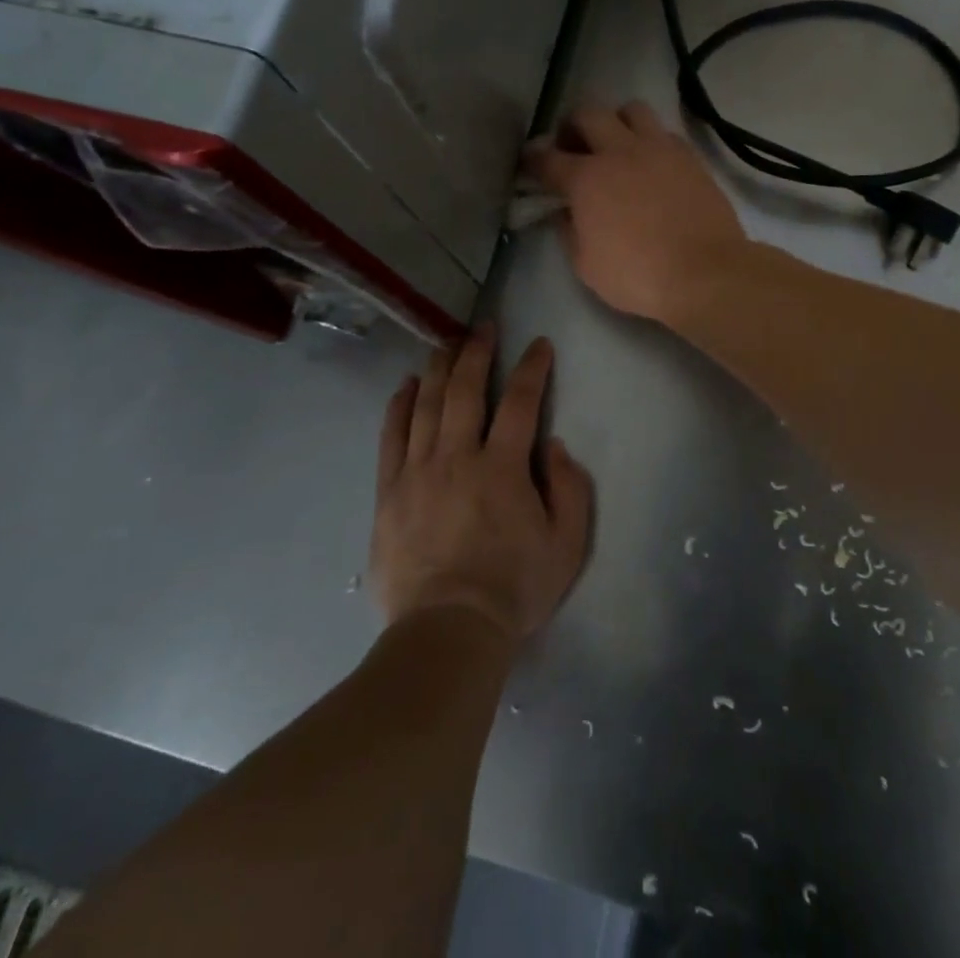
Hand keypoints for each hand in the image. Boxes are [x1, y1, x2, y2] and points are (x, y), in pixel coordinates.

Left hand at [371, 327, 592, 641]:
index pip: (522, 401)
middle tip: (483, 327)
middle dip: (477, 352)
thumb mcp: (567, 545)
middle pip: (466, 390)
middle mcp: (458, 456)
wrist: (447, 631)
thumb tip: (552, 446)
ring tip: (446, 343)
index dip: (533, 368)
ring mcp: (418, 471)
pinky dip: (399, 406)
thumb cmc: (514, 589)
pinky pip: (392, 437)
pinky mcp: (390, 492)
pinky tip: (406, 385)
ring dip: (439, 369)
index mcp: (504, 467)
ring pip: (427, 405)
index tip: (539, 345)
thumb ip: (570, 489)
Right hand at [525, 101, 747, 323]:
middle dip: (572, 126)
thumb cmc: (638, 275)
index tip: (530, 163)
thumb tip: (565, 212)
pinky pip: (664, 132)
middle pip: (587, 113)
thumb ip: (569, 231)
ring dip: (616, 122)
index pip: (547, 158)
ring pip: (630, 110)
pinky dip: (650, 141)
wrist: (704, 272)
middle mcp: (619, 151)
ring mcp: (658, 149)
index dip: (533, 158)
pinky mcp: (689, 157)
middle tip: (573, 148)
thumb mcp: (586, 265)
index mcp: (586, 178)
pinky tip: (652, 164)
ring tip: (617, 146)